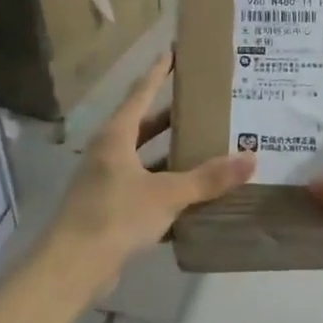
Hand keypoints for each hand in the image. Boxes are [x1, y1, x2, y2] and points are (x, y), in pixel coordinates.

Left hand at [50, 52, 255, 292]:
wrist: (72, 268)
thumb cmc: (115, 216)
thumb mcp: (167, 193)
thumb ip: (209, 178)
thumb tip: (251, 158)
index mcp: (116, 137)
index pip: (140, 94)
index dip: (158, 73)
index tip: (173, 54)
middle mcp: (109, 153)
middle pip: (144, 127)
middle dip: (172, 117)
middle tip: (204, 106)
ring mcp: (107, 183)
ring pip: (145, 161)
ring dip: (172, 156)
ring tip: (207, 148)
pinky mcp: (110, 211)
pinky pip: (145, 190)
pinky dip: (167, 190)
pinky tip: (194, 197)